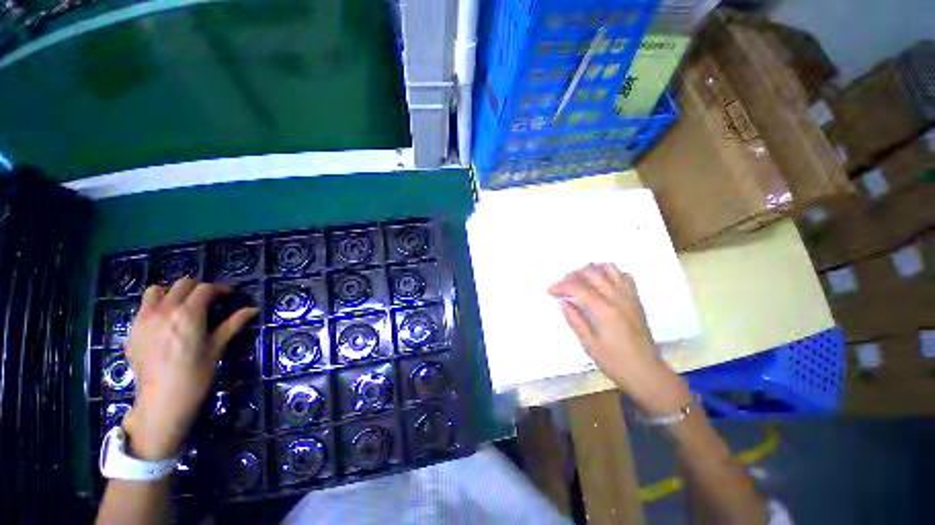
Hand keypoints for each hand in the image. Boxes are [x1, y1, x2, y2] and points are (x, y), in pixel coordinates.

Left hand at [122, 279, 257, 459]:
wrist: (162, 400)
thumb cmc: (196, 375)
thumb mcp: (217, 348)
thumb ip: (233, 324)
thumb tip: (252, 309)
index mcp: (188, 314)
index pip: (205, 288)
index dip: (220, 289)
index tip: (228, 297)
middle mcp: (164, 310)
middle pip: (182, 284)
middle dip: (198, 288)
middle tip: (208, 301)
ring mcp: (144, 319)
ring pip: (157, 291)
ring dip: (171, 293)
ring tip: (180, 307)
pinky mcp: (132, 331)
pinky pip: (143, 308)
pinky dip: (155, 307)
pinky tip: (163, 325)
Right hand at [548, 263, 692, 415]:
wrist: (647, 372)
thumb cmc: (615, 362)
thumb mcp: (589, 344)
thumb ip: (575, 320)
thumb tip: (562, 302)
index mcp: (605, 311)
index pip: (578, 288)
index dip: (561, 286)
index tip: (550, 290)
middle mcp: (618, 298)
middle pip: (592, 272)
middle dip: (573, 275)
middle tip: (563, 285)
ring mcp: (629, 296)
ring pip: (609, 269)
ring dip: (591, 270)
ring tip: (580, 280)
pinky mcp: (636, 299)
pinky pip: (623, 276)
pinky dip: (610, 274)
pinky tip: (601, 284)